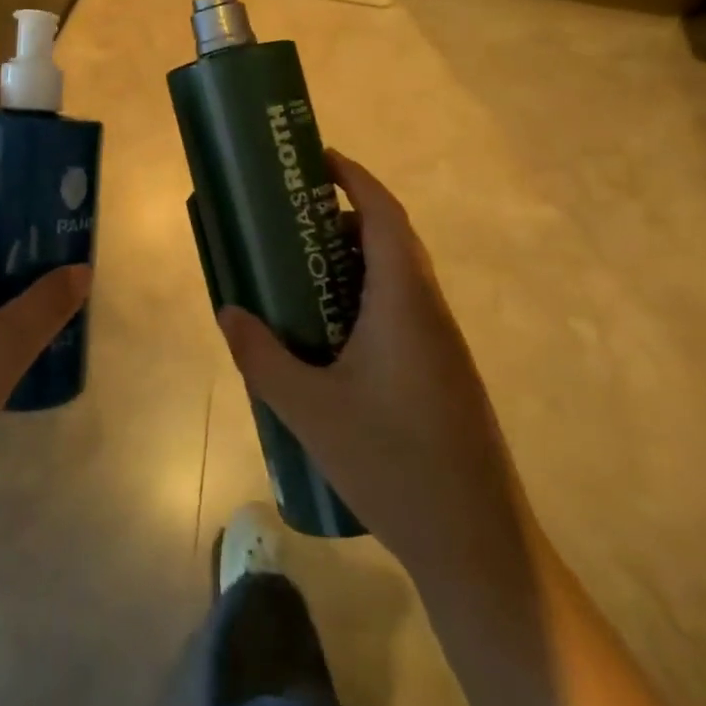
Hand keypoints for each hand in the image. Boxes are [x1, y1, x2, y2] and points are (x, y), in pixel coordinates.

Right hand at [217, 151, 525, 576]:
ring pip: (398, 278)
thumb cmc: (393, 464)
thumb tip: (228, 312)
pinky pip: (401, 311)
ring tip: (300, 271)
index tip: (317, 159)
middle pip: (392, 240)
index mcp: (404, 303)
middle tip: (291, 218)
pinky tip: (330, 333)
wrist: (477, 546)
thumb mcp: (309, 409)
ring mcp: (443, 346)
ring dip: (354, 259)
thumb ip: (261, 356)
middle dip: (344, 216)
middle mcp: (430, 312)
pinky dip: (364, 297)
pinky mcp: (443, 374)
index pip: (385, 216)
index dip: (354, 178)